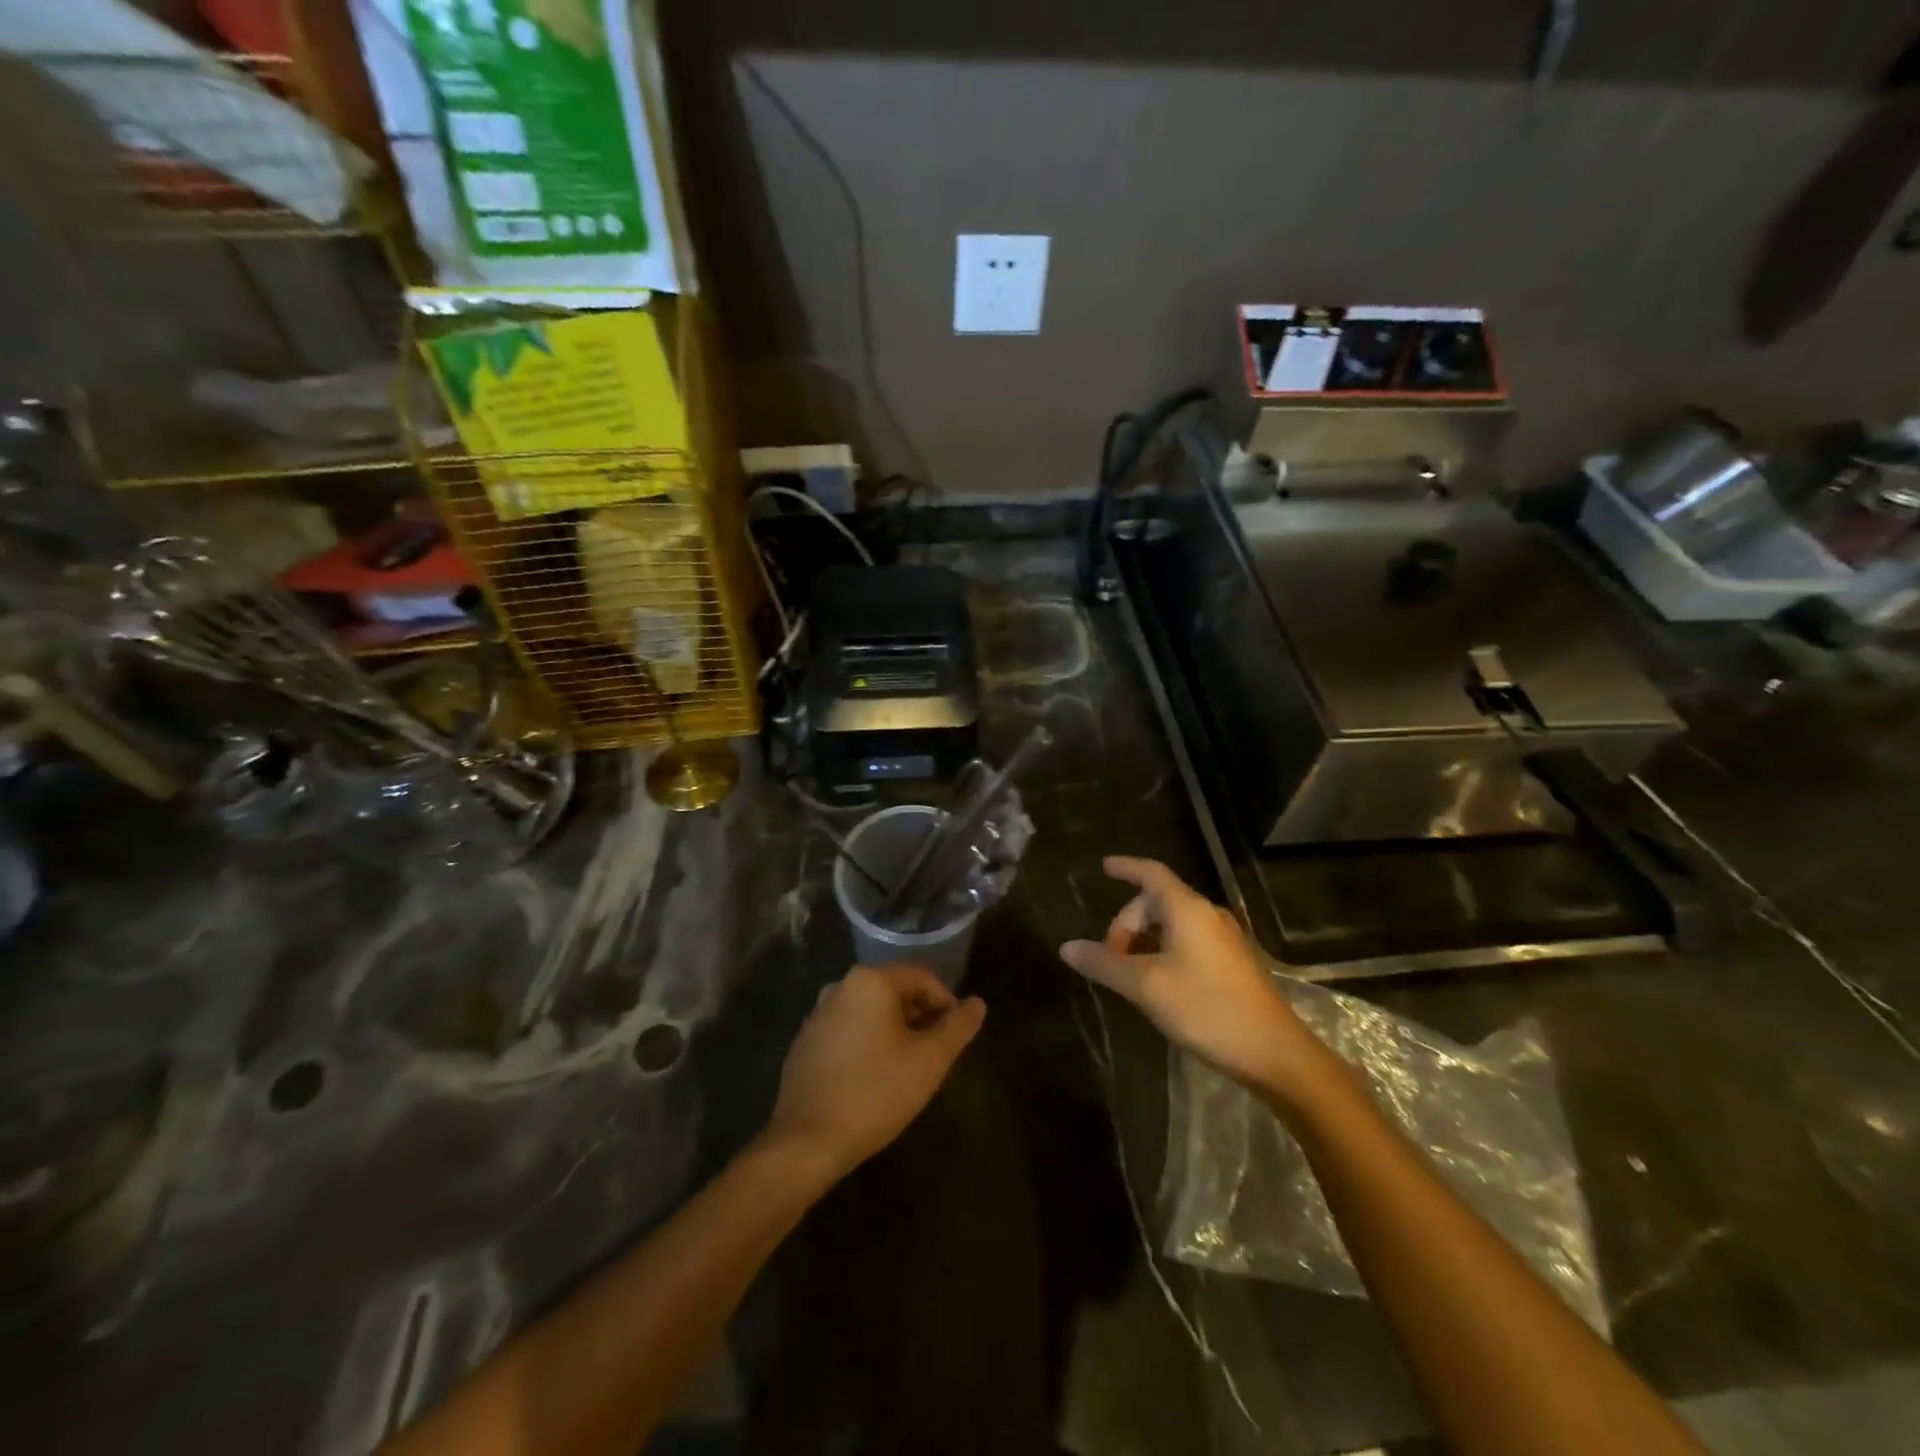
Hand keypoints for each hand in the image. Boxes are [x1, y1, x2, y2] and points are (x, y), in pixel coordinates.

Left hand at [766, 963, 985, 1182]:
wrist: (807, 1141)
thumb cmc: (875, 1092)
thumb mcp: (929, 1060)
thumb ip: (958, 1027)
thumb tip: (977, 1004)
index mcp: (869, 981)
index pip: (921, 977)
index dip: (946, 1002)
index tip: (956, 1034)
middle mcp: (839, 986)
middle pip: (893, 991)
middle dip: (920, 1015)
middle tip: (936, 1051)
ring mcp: (817, 1015)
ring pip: (869, 1012)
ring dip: (894, 1030)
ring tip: (909, 1066)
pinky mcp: (804, 1043)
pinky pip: (847, 1030)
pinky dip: (868, 1043)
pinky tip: (875, 1077)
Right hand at [1060, 856, 1314, 1092]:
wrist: (1274, 1052)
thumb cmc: (1206, 1008)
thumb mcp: (1146, 987)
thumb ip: (1105, 964)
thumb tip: (1067, 947)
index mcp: (1188, 910)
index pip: (1151, 874)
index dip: (1126, 867)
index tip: (1105, 867)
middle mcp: (1208, 915)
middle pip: (1157, 902)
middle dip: (1127, 923)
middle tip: (1109, 957)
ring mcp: (1223, 940)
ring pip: (1173, 924)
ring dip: (1145, 940)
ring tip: (1129, 974)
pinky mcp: (1232, 963)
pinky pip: (1188, 941)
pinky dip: (1163, 951)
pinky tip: (1157, 984)